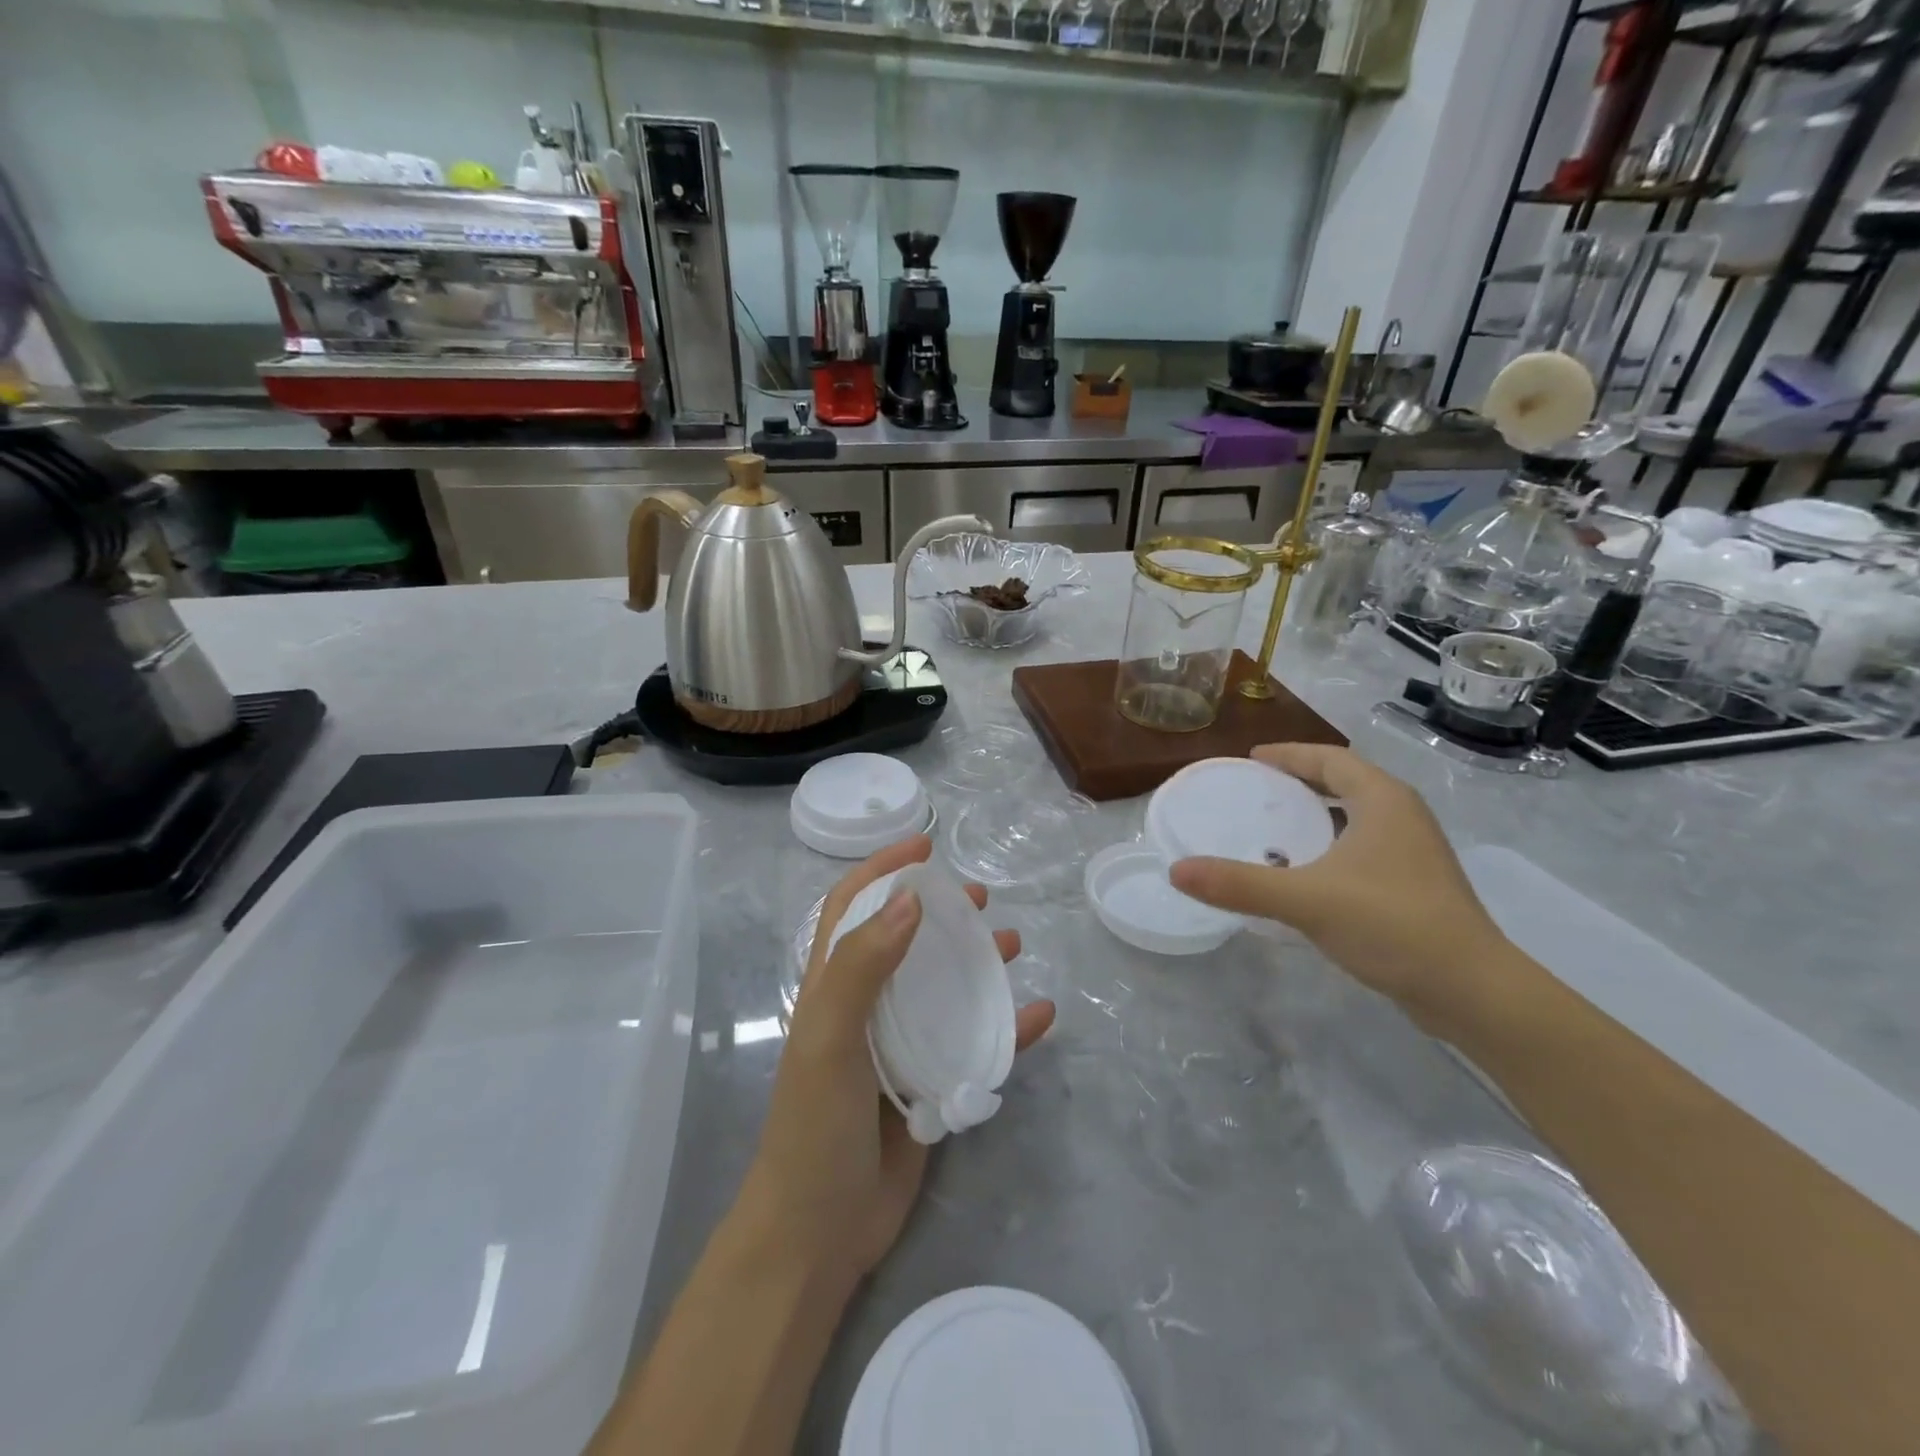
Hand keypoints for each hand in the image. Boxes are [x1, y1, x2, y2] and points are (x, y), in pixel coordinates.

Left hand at [741, 835, 1055, 1285]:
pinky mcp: (929, 1083)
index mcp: (833, 987)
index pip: (853, 908)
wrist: (820, 1233)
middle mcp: (867, 1007)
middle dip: (937, 909)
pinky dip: (1008, 1028)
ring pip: (943, 986)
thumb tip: (911, 898)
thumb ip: (863, 965)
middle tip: (978, 896)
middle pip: (904, 939)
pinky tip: (1040, 1016)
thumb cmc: (815, 1126)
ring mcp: (899, 1046)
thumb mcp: (830, 1037)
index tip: (925, 847)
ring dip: (975, 960)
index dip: (883, 871)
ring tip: (1011, 942)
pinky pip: (974, 1043)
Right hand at [1169, 743, 1506, 1033]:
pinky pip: (1364, 846)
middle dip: (1301, 780)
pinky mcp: (1416, 885)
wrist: (1473, 991)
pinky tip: (1306, 872)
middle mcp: (1403, 816)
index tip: (1250, 758)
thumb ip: (1239, 884)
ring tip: (1274, 826)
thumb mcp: (1306, 900)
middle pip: (1346, 781)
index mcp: (1384, 801)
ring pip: (1357, 816)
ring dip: (1318, 813)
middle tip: (1256, 789)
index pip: (1330, 758)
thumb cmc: (1392, 925)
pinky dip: (1331, 844)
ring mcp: (1414, 852)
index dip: (1289, 753)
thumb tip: (1177, 871)